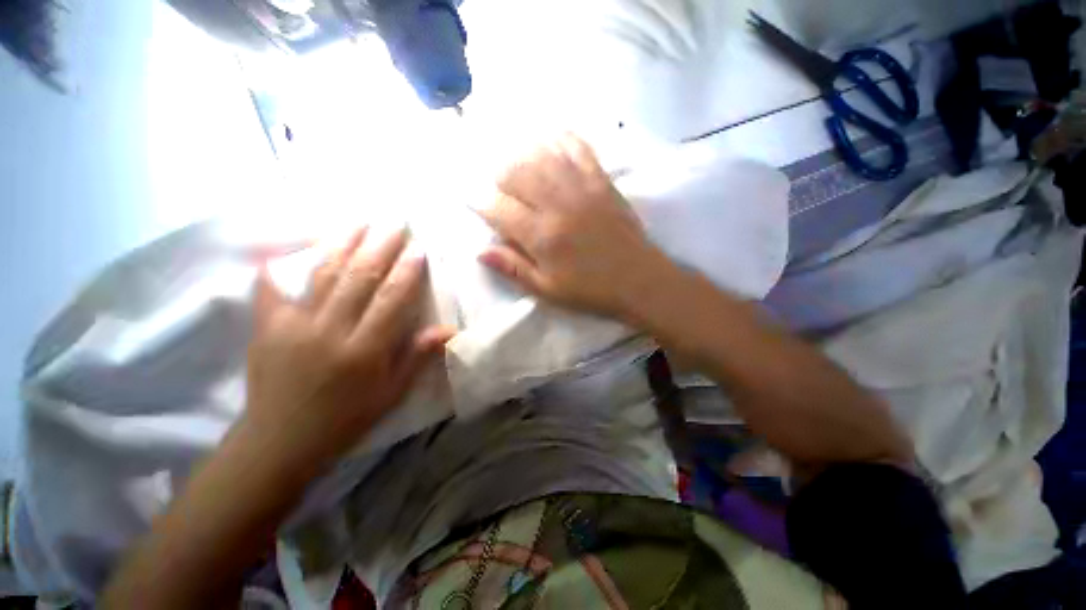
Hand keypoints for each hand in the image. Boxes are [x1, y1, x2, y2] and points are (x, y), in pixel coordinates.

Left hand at [244, 226, 452, 470]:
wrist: (280, 442)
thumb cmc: (346, 418)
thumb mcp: (391, 393)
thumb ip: (417, 357)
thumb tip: (448, 330)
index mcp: (364, 349)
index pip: (392, 299)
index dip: (408, 271)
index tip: (418, 248)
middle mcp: (330, 330)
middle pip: (360, 278)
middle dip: (380, 246)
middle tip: (394, 222)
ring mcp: (293, 326)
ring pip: (323, 275)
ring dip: (344, 244)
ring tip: (359, 222)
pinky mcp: (265, 328)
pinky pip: (270, 290)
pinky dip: (277, 267)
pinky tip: (285, 249)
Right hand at [477, 134, 673, 319]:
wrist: (638, 280)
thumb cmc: (590, 290)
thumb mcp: (547, 290)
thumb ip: (513, 269)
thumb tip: (480, 251)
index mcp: (542, 237)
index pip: (498, 209)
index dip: (481, 204)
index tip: (476, 204)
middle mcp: (558, 205)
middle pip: (516, 173)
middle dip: (499, 178)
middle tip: (500, 189)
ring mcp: (582, 188)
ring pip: (541, 155)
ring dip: (522, 156)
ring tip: (518, 167)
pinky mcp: (602, 181)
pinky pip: (578, 148)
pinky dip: (560, 138)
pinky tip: (550, 140)